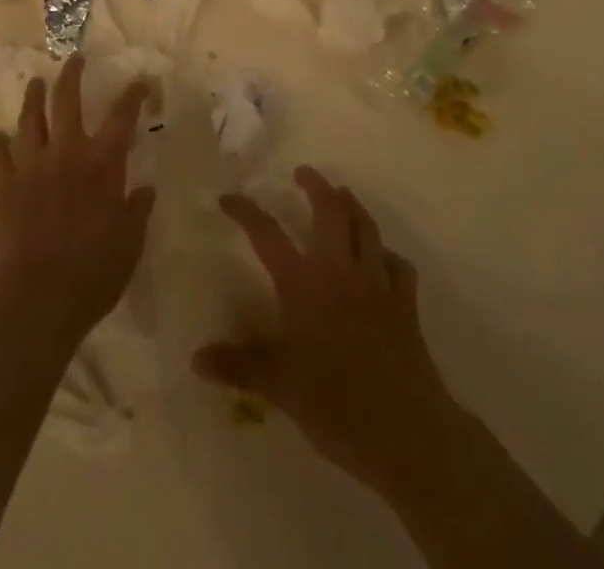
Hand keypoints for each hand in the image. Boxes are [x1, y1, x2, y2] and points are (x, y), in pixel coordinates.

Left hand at [0, 55, 155, 348]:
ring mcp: (32, 167)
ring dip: (33, 98)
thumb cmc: (94, 274)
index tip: (140, 82)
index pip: (122, 116)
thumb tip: (145, 189)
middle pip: (67, 100)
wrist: (37, 299)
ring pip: (29, 120)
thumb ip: (137, 212)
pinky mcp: (5, 187)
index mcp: (103, 163)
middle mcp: (67, 153)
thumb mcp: (130, 245)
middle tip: (74, 59)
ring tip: (35, 83)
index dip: (133, 95)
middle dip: (71, 75)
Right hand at [194, 167, 458, 496]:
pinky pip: (398, 266)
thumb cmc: (335, 404)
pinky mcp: (405, 303)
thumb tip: (196, 358)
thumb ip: (239, 366)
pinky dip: (388, 255)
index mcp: (303, 283)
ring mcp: (376, 283)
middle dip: (316, 186)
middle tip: (303, 172)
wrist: (406, 430)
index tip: (228, 198)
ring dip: (353, 205)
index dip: (246, 211)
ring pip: (366, 228)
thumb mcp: (279, 387)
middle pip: (329, 211)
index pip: (267, 234)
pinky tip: (383, 258)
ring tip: (343, 194)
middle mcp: (339, 270)